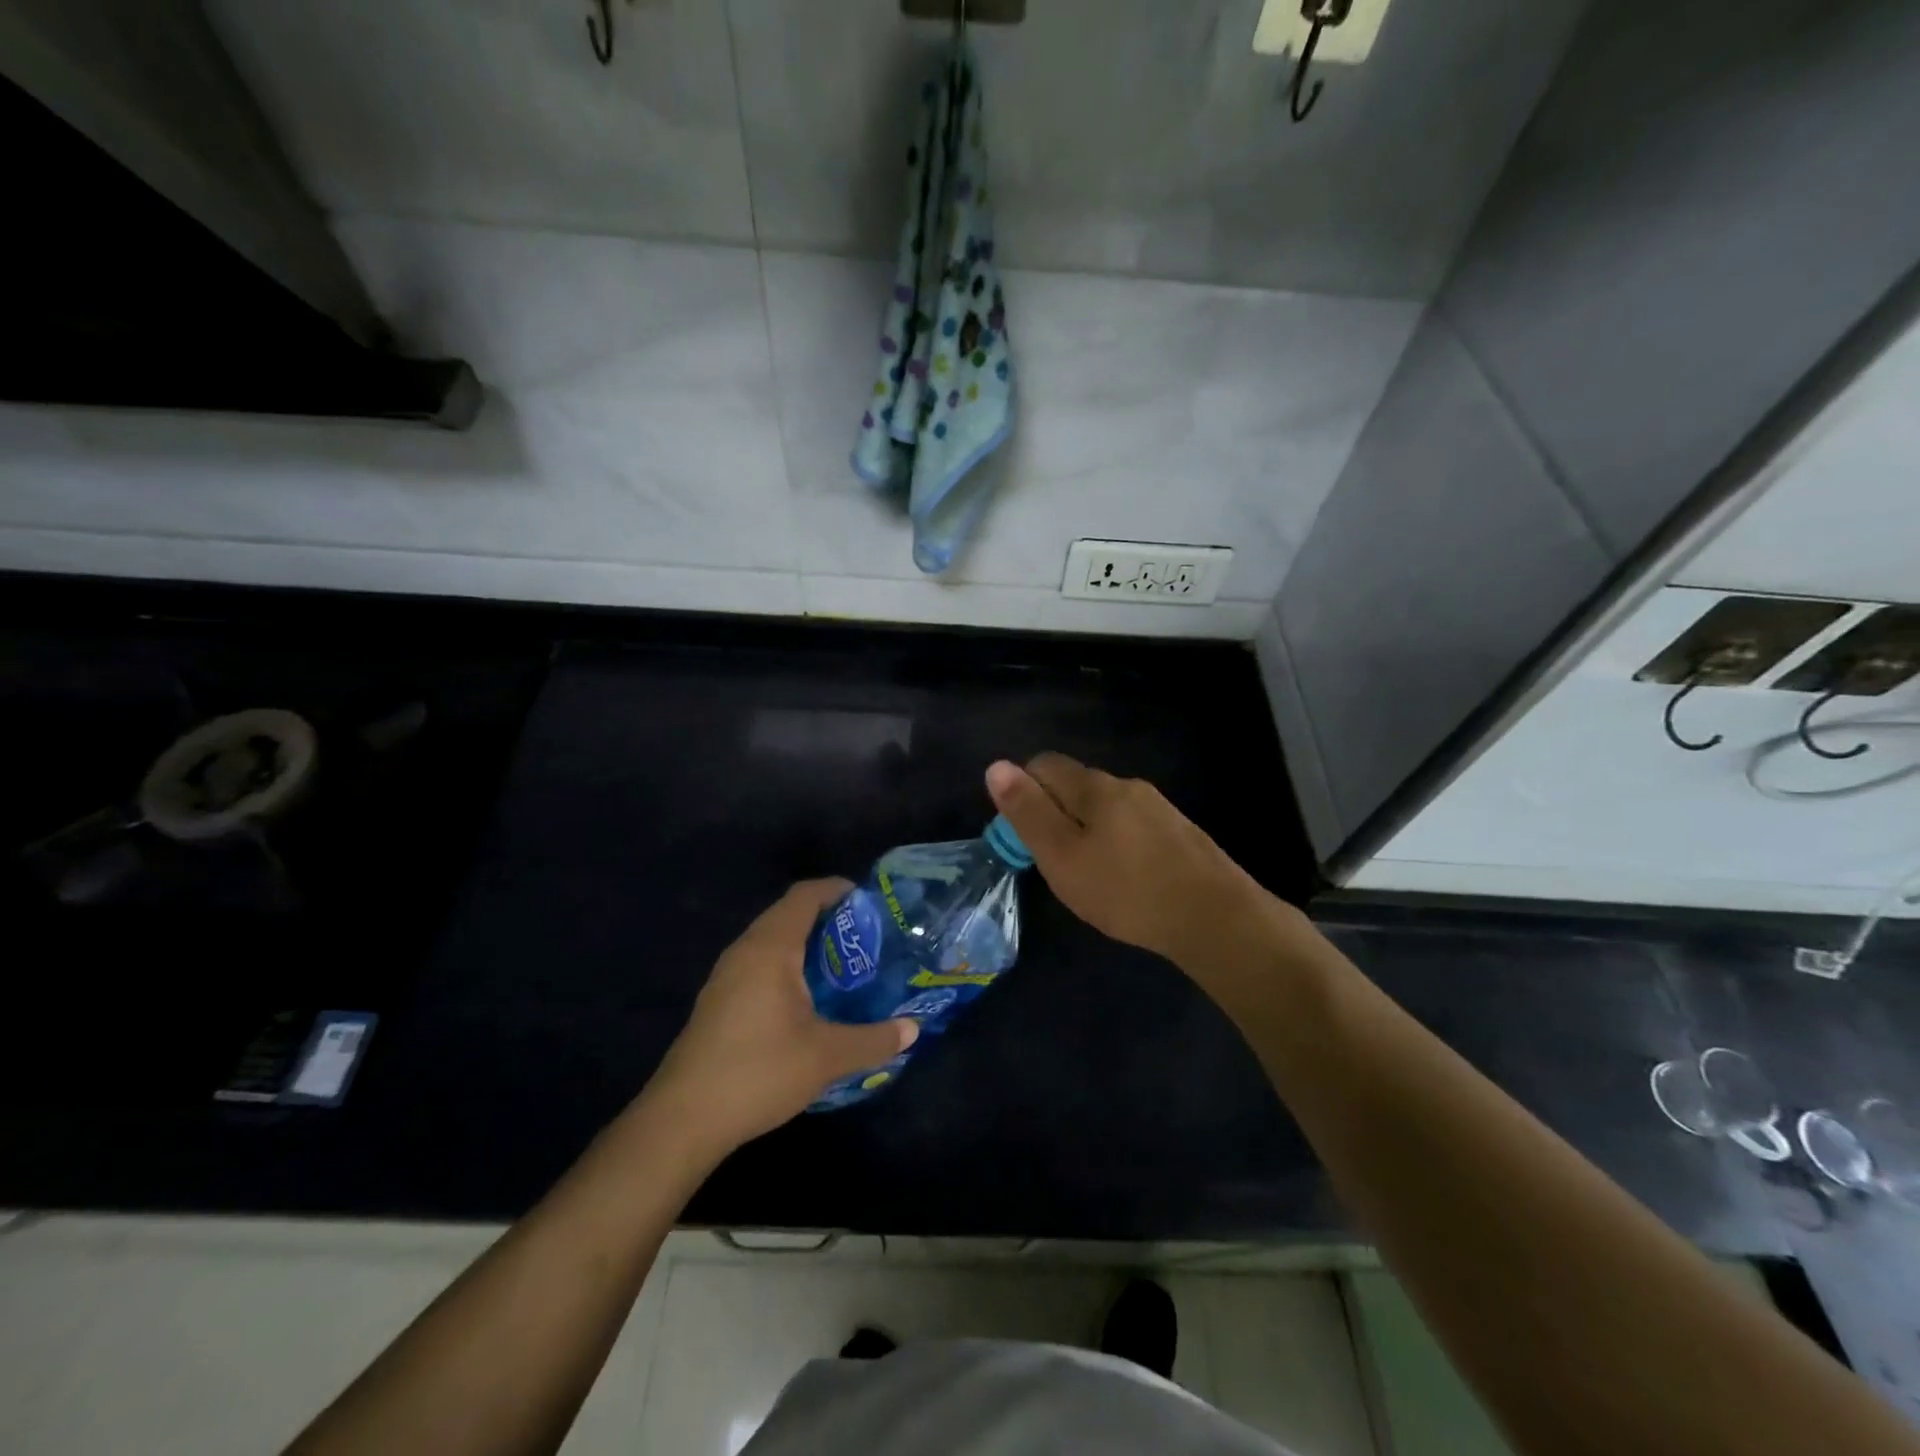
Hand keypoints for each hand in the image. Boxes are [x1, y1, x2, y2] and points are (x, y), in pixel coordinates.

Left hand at [648, 879, 918, 1150]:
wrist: (682, 1120)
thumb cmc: (758, 1072)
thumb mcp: (827, 1057)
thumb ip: (874, 1040)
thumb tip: (913, 1029)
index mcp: (770, 948)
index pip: (805, 896)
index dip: (837, 890)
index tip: (870, 903)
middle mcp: (745, 950)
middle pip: (788, 913)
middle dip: (828, 918)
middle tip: (867, 938)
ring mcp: (725, 976)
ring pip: (771, 940)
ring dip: (806, 943)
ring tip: (844, 966)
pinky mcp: (718, 1001)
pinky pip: (759, 963)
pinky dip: (787, 965)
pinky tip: (807, 999)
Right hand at [986, 753, 1273, 970]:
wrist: (1215, 917)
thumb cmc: (1125, 890)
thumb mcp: (1062, 856)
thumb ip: (1028, 812)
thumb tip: (996, 766)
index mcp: (1094, 786)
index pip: (1043, 764)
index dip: (1022, 791)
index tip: (1022, 835)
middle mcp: (1126, 785)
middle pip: (1076, 784)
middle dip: (1054, 811)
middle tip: (1052, 860)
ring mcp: (1158, 807)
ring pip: (1106, 807)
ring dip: (1086, 828)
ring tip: (1087, 873)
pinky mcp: (1180, 832)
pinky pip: (1132, 825)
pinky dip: (1116, 842)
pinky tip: (1124, 878)